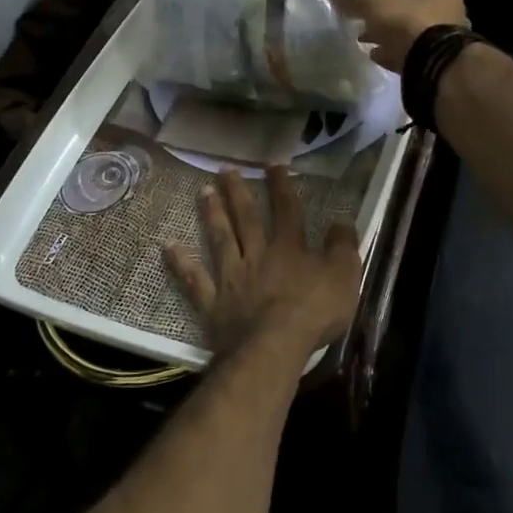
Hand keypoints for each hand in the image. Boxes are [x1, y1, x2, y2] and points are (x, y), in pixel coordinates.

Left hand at [165, 167, 359, 356]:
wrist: (274, 347)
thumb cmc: (313, 312)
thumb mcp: (344, 276)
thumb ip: (343, 246)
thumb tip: (342, 219)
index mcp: (289, 248)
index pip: (286, 209)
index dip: (281, 186)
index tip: (272, 165)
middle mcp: (257, 255)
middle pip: (246, 218)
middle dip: (238, 192)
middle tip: (225, 170)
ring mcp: (232, 278)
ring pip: (220, 239)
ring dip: (212, 214)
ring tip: (203, 191)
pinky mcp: (213, 304)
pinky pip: (194, 280)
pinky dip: (181, 263)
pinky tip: (168, 246)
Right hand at [329, 0, 467, 72]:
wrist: (436, 70)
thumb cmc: (411, 25)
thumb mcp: (379, 5)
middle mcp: (445, 11)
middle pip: (404, 7)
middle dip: (378, 13)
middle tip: (355, 18)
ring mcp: (441, 40)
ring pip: (405, 32)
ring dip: (383, 34)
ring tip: (359, 38)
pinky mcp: (433, 63)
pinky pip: (406, 54)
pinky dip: (390, 53)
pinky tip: (373, 55)